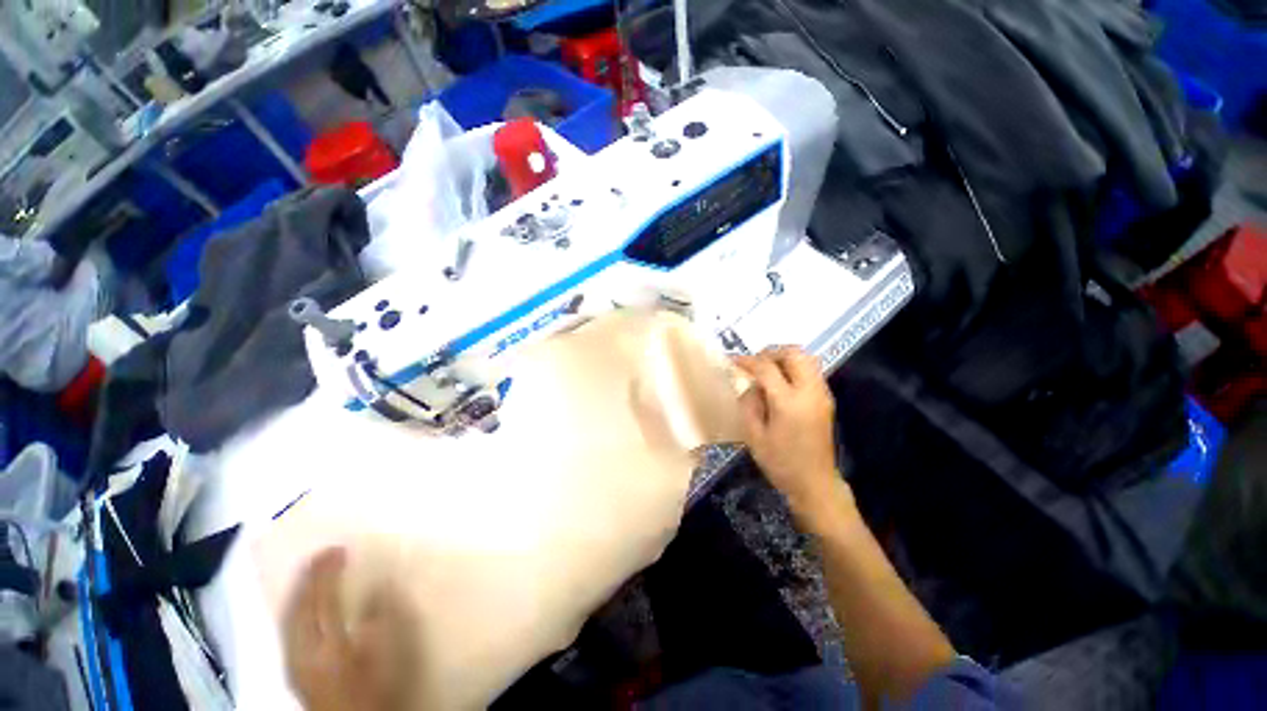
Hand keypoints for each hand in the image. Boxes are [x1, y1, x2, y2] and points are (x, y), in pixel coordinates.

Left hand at [282, 549, 417, 710]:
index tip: (338, 549)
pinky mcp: (292, 667)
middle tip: (323, 553)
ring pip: (289, 616)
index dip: (328, 573)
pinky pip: (288, 627)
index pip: (323, 601)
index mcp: (328, 647)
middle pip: (299, 607)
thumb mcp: (387, 657)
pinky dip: (295, 606)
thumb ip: (382, 620)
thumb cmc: (376, 688)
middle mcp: (303, 652)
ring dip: (299, 590)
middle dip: (309, 577)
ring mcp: (293, 661)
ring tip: (312, 569)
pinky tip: (302, 600)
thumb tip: (379, 584)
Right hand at [733, 347, 848, 523]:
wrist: (815, 483)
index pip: (767, 368)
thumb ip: (749, 404)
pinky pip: (811, 370)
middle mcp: (810, 391)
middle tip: (754, 363)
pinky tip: (780, 382)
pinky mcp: (826, 399)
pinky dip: (794, 367)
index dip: (748, 361)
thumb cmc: (780, 463)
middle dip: (771, 352)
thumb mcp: (754, 436)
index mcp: (789, 402)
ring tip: (766, 369)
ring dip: (784, 357)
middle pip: (794, 354)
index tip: (733, 360)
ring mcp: (822, 394)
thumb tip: (750, 384)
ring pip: (806, 358)